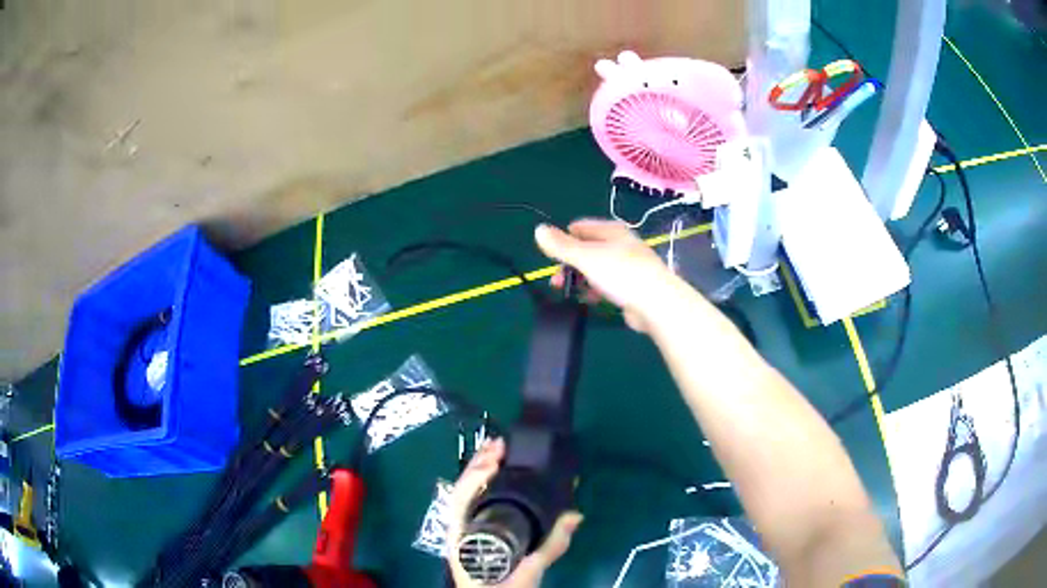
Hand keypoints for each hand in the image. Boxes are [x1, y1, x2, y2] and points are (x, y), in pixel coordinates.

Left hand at [446, 438, 582, 587]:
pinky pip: (474, 506)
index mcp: (463, 539)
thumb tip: (575, 515)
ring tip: (498, 451)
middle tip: (501, 443)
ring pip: (466, 496)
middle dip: (478, 465)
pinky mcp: (472, 536)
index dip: (475, 476)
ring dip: (480, 472)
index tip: (496, 459)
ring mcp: (462, 533)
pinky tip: (497, 478)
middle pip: (461, 491)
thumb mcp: (529, 572)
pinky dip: (484, 486)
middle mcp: (457, 531)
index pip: (460, 500)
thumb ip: (550, 546)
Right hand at [534, 219, 682, 332]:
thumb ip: (561, 246)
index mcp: (612, 231)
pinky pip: (608, 285)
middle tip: (556, 281)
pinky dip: (596, 291)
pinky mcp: (632, 287)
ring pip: (597, 269)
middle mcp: (621, 245)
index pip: (581, 228)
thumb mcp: (586, 257)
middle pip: (587, 250)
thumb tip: (538, 230)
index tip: (552, 257)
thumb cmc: (621, 273)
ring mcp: (628, 266)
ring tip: (570, 293)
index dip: (564, 240)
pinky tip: (590, 300)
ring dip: (581, 279)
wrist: (657, 303)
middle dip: (569, 264)